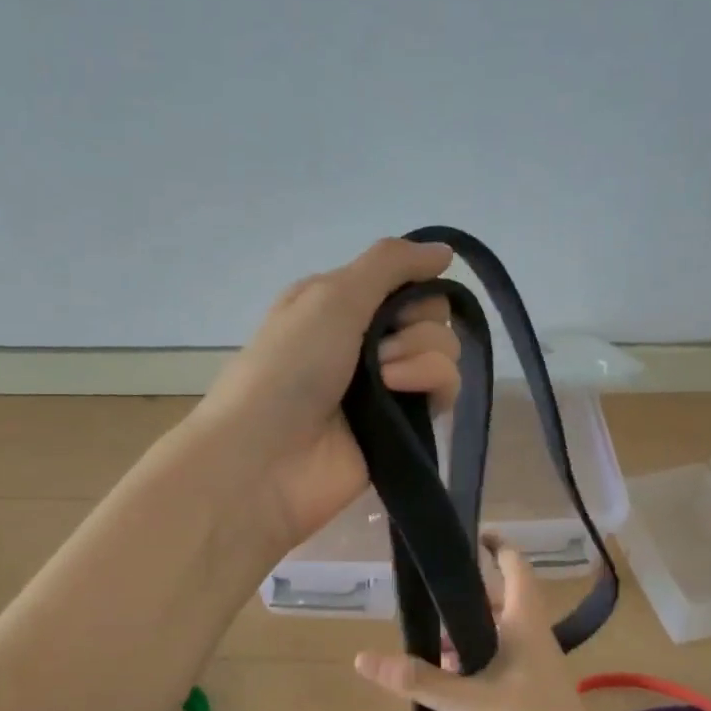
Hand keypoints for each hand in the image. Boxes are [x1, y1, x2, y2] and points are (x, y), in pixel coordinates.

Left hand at [194, 238, 461, 559]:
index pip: (403, 281)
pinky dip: (430, 383)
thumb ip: (390, 264)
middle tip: (380, 348)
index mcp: (338, 305)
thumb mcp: (330, 295)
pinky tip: (400, 395)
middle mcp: (364, 341)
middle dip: (416, 323)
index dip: (412, 285)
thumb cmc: (288, 366)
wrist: (265, 459)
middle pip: (430, 315)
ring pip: (442, 350)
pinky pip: (444, 389)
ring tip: (382, 380)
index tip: (399, 300)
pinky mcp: (403, 426)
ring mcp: (386, 386)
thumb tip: (444, 251)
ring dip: (418, 355)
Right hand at [352, 541, 633, 710]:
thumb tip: (362, 657)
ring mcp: (536, 669)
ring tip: (428, 641)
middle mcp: (533, 640)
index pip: (516, 569)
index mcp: (525, 625)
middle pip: (501, 603)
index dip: (498, 546)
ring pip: (498, 636)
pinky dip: (475, 662)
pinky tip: (449, 681)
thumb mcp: (468, 701)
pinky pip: (499, 664)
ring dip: (467, 634)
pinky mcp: (532, 697)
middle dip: (466, 597)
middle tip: (428, 597)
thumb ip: (418, 679)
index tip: (471, 533)